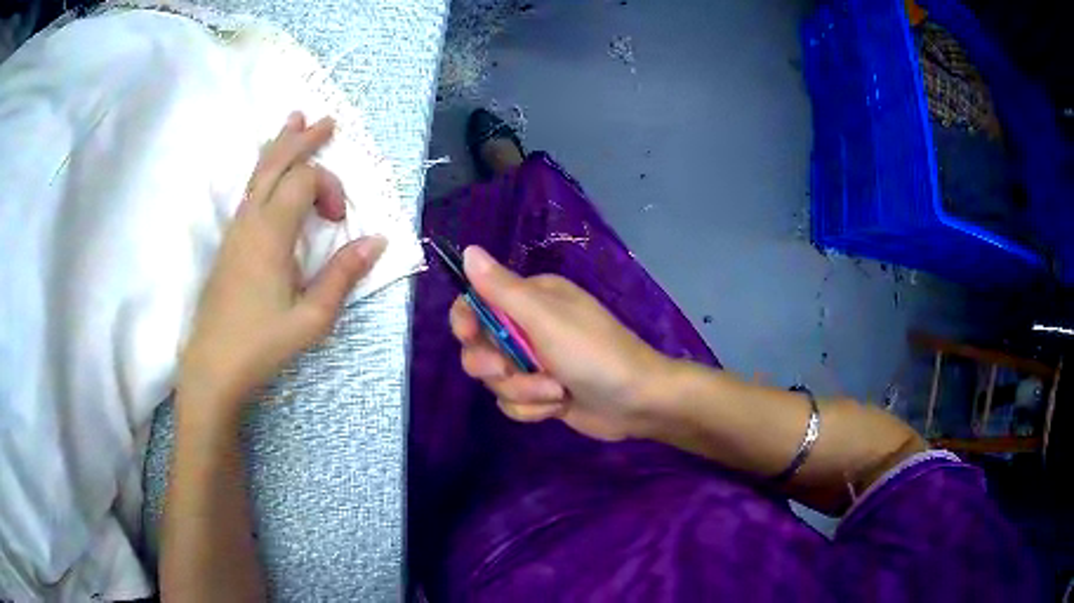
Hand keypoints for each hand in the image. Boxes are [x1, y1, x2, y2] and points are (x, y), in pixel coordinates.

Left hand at [178, 112, 385, 416]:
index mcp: (271, 233)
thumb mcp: (312, 317)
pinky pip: (249, 190)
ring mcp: (235, 229)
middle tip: (326, 121)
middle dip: (303, 139)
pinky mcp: (229, 242)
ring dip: (280, 146)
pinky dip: (264, 169)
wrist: (212, 366)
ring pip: (258, 172)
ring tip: (294, 121)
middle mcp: (250, 220)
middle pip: (277, 163)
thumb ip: (343, 274)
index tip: (340, 220)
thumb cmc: (262, 344)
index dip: (330, 187)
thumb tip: (377, 240)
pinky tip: (270, 170)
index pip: (305, 180)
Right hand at [450, 246, 670, 440]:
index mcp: (531, 299)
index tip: (468, 335)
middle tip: (507, 368)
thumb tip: (468, 250)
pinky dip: (532, 408)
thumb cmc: (593, 353)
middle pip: (479, 346)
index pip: (477, 302)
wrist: (636, 401)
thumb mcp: (545, 317)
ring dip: (522, 390)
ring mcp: (534, 363)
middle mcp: (528, 328)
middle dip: (493, 365)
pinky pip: (512, 402)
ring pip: (495, 380)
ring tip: (555, 392)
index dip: (465, 321)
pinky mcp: (541, 393)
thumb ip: (502, 288)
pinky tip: (558, 406)